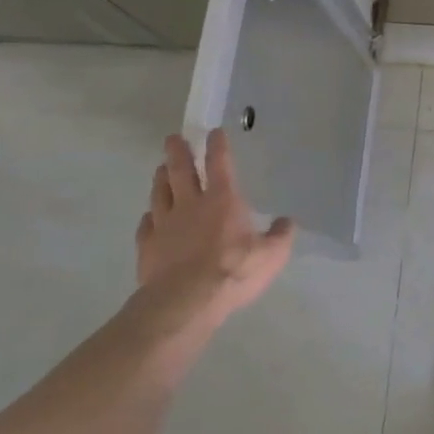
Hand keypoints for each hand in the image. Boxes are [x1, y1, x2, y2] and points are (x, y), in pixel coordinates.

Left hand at [135, 130, 293, 329]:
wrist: (185, 301)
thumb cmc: (233, 271)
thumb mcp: (271, 255)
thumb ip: (280, 236)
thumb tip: (287, 222)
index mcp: (223, 200)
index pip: (219, 164)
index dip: (217, 146)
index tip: (214, 132)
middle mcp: (191, 204)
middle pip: (182, 171)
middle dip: (178, 152)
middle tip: (173, 138)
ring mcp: (165, 225)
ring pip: (160, 193)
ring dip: (161, 178)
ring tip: (161, 168)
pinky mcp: (148, 247)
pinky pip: (146, 225)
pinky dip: (149, 217)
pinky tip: (149, 216)